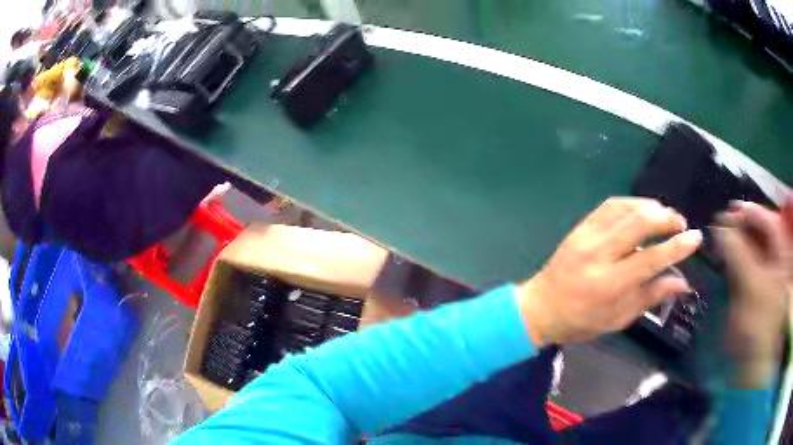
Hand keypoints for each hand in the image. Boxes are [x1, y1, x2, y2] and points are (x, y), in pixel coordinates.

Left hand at [517, 198, 702, 345]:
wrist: (541, 307)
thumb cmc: (582, 320)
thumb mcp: (619, 318)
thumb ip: (651, 296)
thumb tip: (683, 281)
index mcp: (609, 285)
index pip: (651, 259)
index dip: (677, 247)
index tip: (695, 238)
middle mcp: (599, 255)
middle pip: (640, 224)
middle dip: (667, 218)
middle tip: (681, 223)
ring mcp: (587, 236)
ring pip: (625, 208)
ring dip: (651, 206)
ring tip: (666, 214)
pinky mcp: (580, 226)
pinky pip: (609, 205)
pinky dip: (631, 202)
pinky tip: (643, 208)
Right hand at [715, 201, 791, 387]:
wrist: (750, 361)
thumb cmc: (756, 325)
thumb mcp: (750, 286)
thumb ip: (737, 252)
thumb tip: (720, 227)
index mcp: (782, 257)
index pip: (770, 221)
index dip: (751, 213)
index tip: (730, 212)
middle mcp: (778, 259)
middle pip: (763, 230)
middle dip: (744, 224)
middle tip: (724, 224)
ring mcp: (768, 273)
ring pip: (755, 244)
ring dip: (739, 238)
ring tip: (723, 238)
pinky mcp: (757, 284)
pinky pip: (749, 260)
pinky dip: (738, 254)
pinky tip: (727, 255)